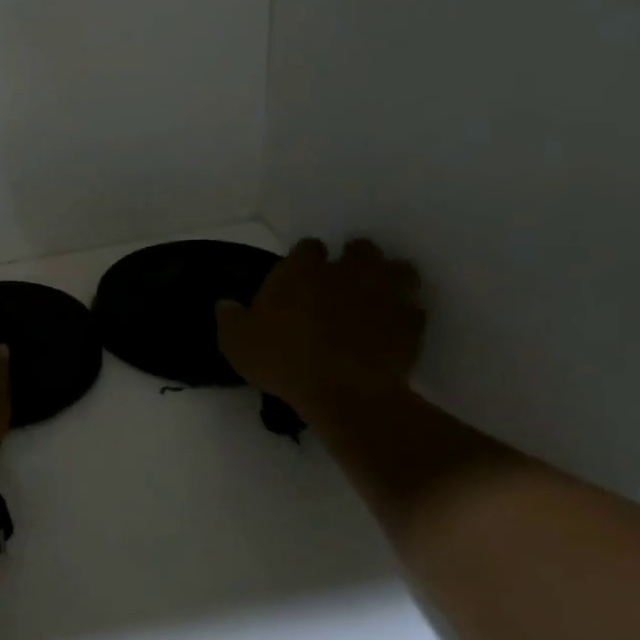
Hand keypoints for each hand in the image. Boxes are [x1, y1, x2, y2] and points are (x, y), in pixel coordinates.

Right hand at [216, 238, 424, 419]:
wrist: (346, 393)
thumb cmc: (284, 361)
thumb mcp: (237, 344)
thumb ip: (230, 318)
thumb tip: (225, 303)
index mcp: (303, 269)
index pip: (308, 246)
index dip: (306, 259)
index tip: (301, 276)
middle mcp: (347, 271)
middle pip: (360, 248)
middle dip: (354, 259)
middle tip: (343, 281)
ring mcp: (384, 293)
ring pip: (398, 269)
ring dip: (389, 277)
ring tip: (377, 295)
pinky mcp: (411, 322)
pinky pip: (414, 309)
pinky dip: (406, 314)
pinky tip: (394, 327)